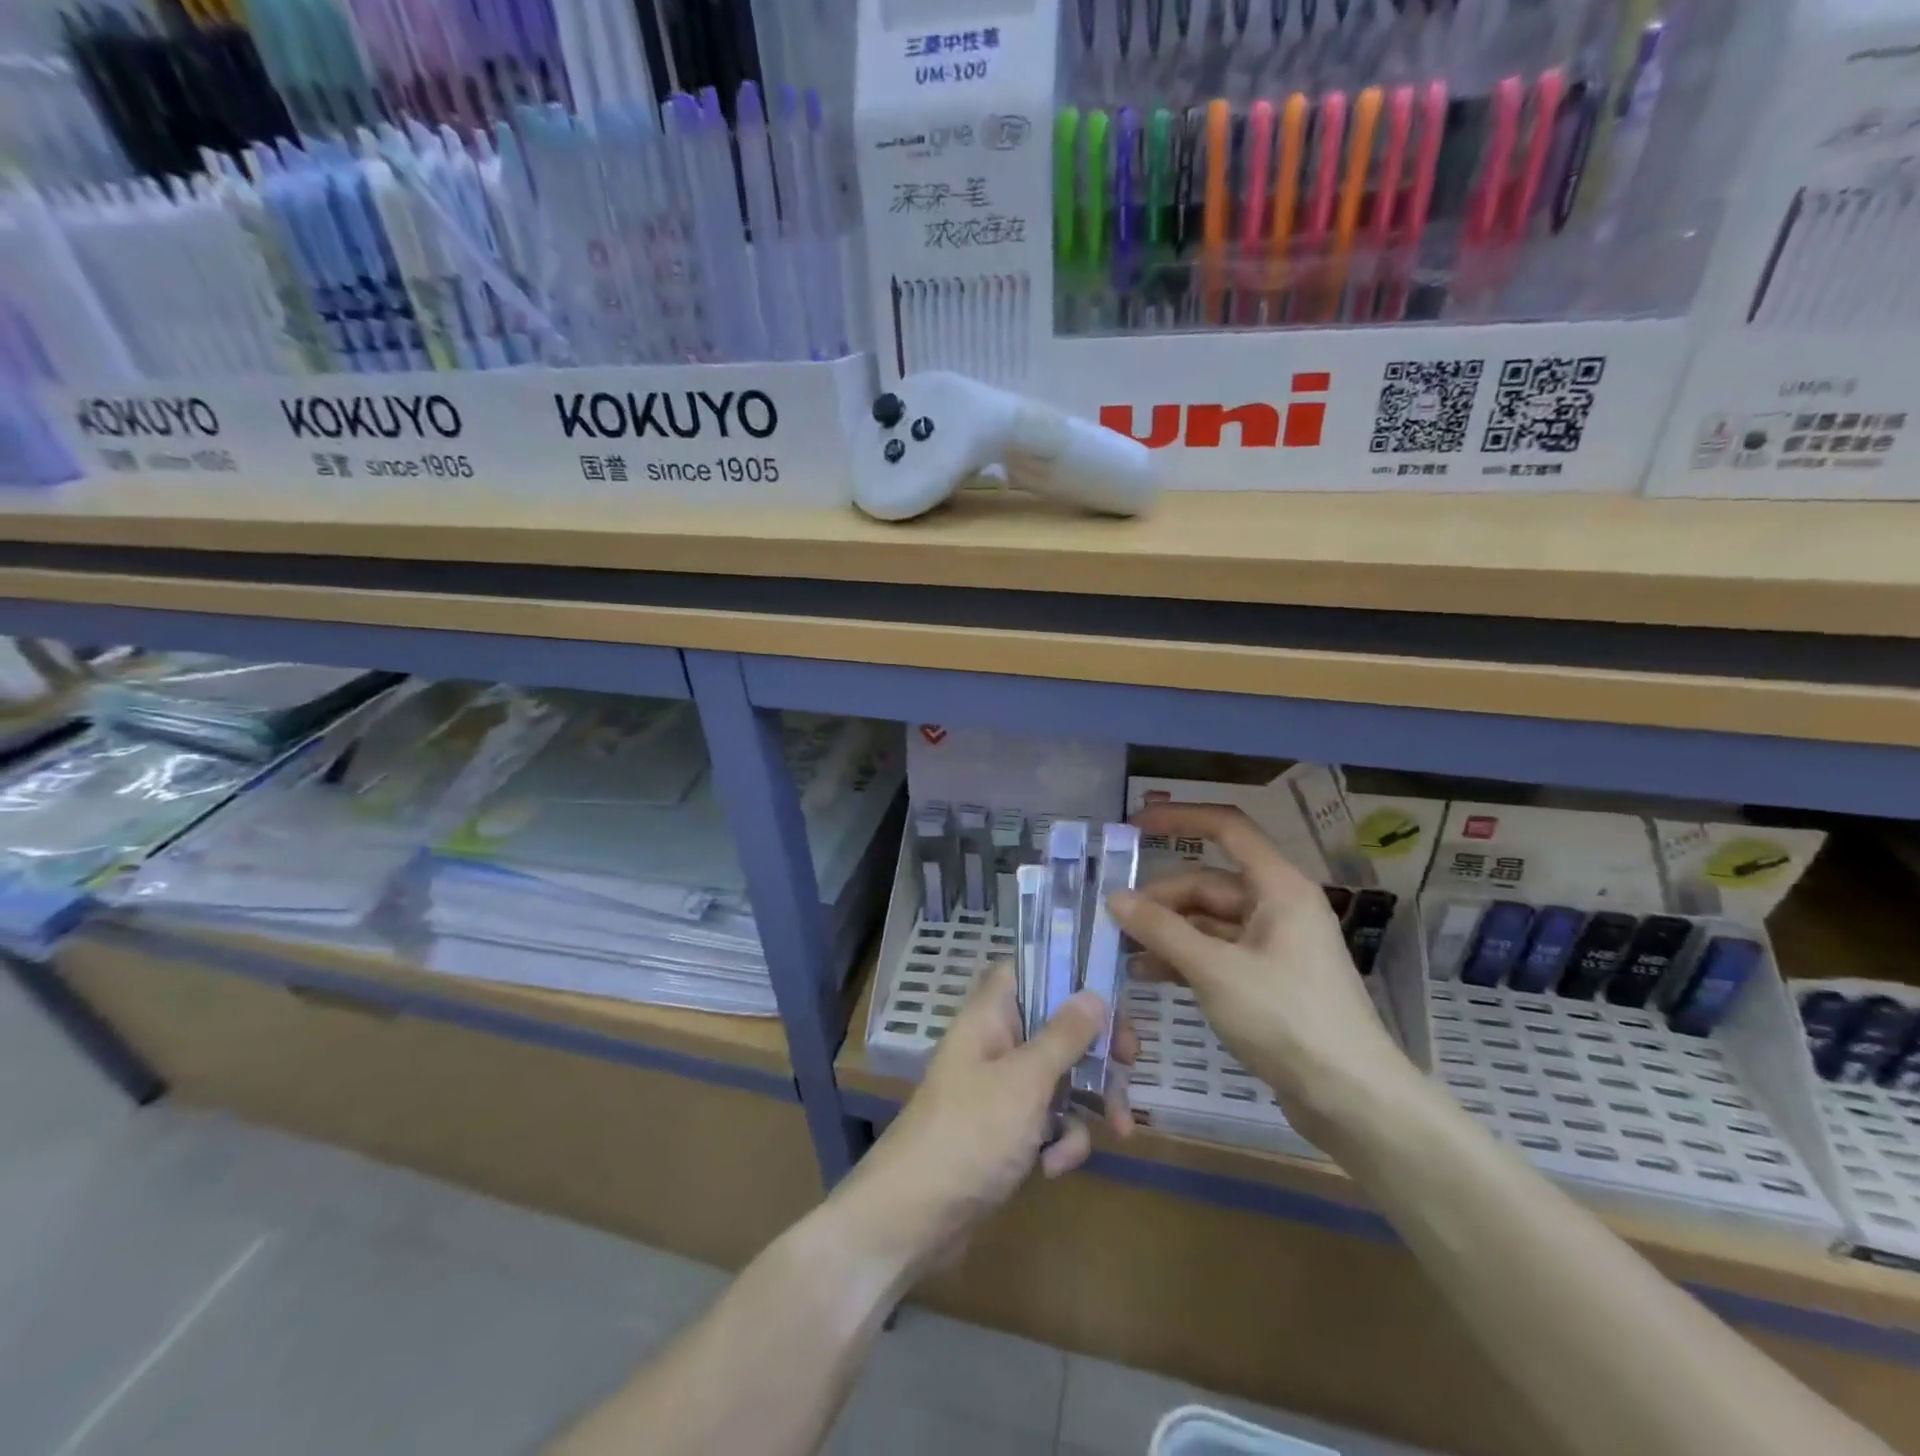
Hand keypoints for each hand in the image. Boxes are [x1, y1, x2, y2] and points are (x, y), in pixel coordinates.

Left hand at [836, 963, 1134, 1278]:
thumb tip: (1094, 993)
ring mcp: (1000, 1091)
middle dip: (1095, 1047)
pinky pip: (1047, 1122)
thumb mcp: (1024, 1081)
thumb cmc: (969, 1134)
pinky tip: (1052, 1168)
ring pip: (1059, 1077)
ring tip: (1118, 1131)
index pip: (1025, 970)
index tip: (1106, 990)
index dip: (1064, 972)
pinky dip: (1060, 1141)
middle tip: (1131, 1061)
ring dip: (1088, 1103)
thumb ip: (1062, 1036)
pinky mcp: (1006, 1134)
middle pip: (1054, 1026)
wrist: (913, 1219)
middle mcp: (995, 1045)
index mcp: (989, 1017)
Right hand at [1108, 802, 1414, 1149]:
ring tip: (1124, 951)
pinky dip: (1185, 959)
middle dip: (1161, 899)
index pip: (1227, 828)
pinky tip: (1149, 975)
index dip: (1180, 818)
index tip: (1134, 825)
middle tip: (1115, 921)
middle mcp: (1278, 907)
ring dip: (1167, 932)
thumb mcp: (1215, 970)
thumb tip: (1115, 898)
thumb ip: (1162, 930)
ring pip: (1209, 922)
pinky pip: (1218, 954)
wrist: (1352, 1100)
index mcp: (1279, 887)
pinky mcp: (1269, 981)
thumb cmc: (1287, 1020)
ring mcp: (1275, 946)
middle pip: (1209, 884)